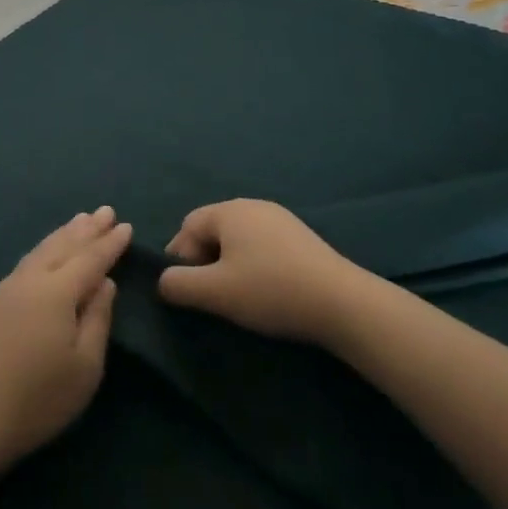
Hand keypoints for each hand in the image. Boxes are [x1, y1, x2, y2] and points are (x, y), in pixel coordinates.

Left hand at [0, 207, 131, 478]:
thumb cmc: (38, 398)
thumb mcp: (84, 367)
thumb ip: (97, 320)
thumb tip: (104, 283)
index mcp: (56, 292)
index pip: (90, 260)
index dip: (110, 244)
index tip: (126, 225)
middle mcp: (30, 280)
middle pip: (62, 246)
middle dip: (86, 229)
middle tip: (105, 211)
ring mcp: (6, 289)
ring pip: (41, 251)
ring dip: (63, 234)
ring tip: (79, 221)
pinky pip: (27, 262)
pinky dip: (45, 249)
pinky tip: (47, 252)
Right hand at [157, 198, 371, 344]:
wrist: (343, 303)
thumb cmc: (271, 290)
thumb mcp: (215, 293)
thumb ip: (178, 284)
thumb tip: (163, 282)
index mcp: (228, 211)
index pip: (187, 227)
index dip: (180, 259)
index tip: (189, 292)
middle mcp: (252, 205)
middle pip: (213, 230)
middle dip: (205, 261)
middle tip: (211, 295)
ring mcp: (281, 219)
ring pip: (239, 239)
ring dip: (230, 264)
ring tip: (239, 296)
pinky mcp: (302, 237)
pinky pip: (263, 245)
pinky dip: (255, 264)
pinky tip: (267, 290)